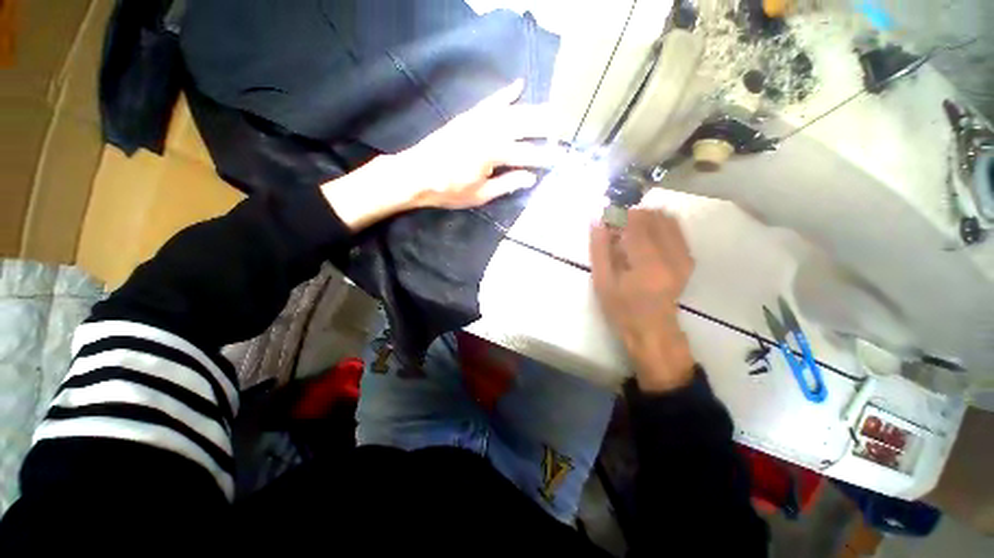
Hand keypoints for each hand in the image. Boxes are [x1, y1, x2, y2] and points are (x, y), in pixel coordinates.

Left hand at [323, 80, 553, 229]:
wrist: (416, 174)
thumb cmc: (449, 190)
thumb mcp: (480, 195)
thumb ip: (507, 184)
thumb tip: (531, 177)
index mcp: (494, 154)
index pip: (526, 155)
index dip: (544, 158)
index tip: (559, 159)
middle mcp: (489, 132)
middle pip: (524, 126)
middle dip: (546, 126)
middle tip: (564, 128)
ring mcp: (478, 121)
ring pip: (512, 111)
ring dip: (533, 110)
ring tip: (551, 110)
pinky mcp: (468, 117)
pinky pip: (490, 102)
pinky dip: (505, 94)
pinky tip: (518, 86)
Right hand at [590, 209, 695, 392]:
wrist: (652, 329)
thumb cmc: (622, 309)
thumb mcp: (603, 281)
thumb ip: (599, 249)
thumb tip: (597, 219)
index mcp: (648, 264)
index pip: (637, 222)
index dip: (619, 214)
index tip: (607, 219)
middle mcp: (672, 255)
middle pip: (654, 216)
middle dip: (631, 215)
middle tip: (616, 228)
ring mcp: (684, 256)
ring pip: (666, 219)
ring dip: (645, 219)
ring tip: (630, 234)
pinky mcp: (688, 258)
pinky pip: (675, 229)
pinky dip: (658, 226)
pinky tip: (644, 239)